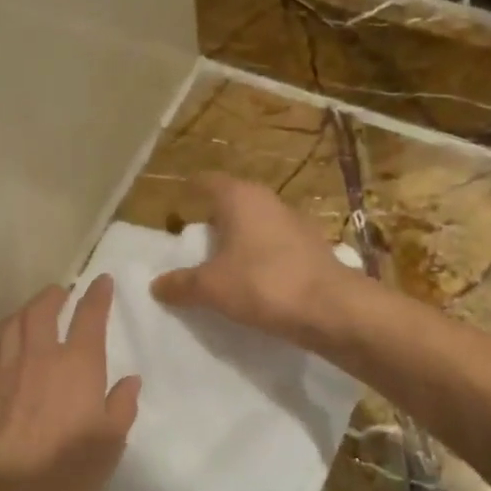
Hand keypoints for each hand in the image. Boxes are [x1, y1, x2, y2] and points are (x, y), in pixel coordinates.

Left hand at [0, 276, 140, 490]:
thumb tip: (130, 381)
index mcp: (78, 364)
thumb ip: (121, 406)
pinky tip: (3, 349)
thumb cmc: (68, 470)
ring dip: (25, 311)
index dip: (97, 295)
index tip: (102, 281)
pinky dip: (0, 342)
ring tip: (33, 312)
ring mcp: (6, 370)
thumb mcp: (111, 442)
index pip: (89, 316)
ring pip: (12, 325)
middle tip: (62, 292)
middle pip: (42, 310)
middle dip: (54, 295)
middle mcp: (40, 356)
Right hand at [150, 173, 356, 343]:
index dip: (190, 191)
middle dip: (214, 220)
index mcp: (240, 198)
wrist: (333, 309)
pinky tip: (254, 282)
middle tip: (194, 244)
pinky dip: (261, 258)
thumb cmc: (264, 284)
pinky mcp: (312, 248)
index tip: (177, 205)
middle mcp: (268, 201)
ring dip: (239, 241)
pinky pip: (276, 247)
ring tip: (221, 266)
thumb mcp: (212, 288)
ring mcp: (295, 223)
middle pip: (233, 203)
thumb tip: (156, 285)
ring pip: (256, 225)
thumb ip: (181, 284)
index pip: (207, 182)